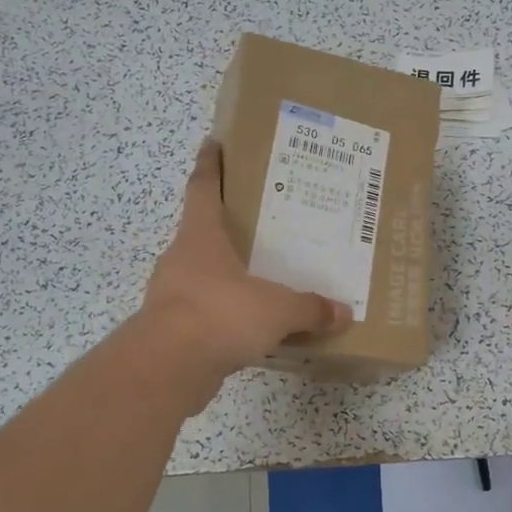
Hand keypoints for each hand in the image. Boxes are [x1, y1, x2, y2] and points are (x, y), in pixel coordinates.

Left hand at [141, 141, 353, 380]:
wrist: (167, 368)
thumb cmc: (219, 315)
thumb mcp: (276, 309)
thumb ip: (309, 308)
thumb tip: (343, 312)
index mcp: (200, 236)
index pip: (202, 187)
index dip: (209, 164)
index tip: (213, 143)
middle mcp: (182, 259)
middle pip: (203, 232)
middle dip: (228, 225)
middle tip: (262, 222)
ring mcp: (172, 295)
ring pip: (204, 275)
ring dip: (227, 274)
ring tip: (262, 276)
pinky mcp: (173, 330)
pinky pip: (205, 313)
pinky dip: (225, 314)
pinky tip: (251, 326)